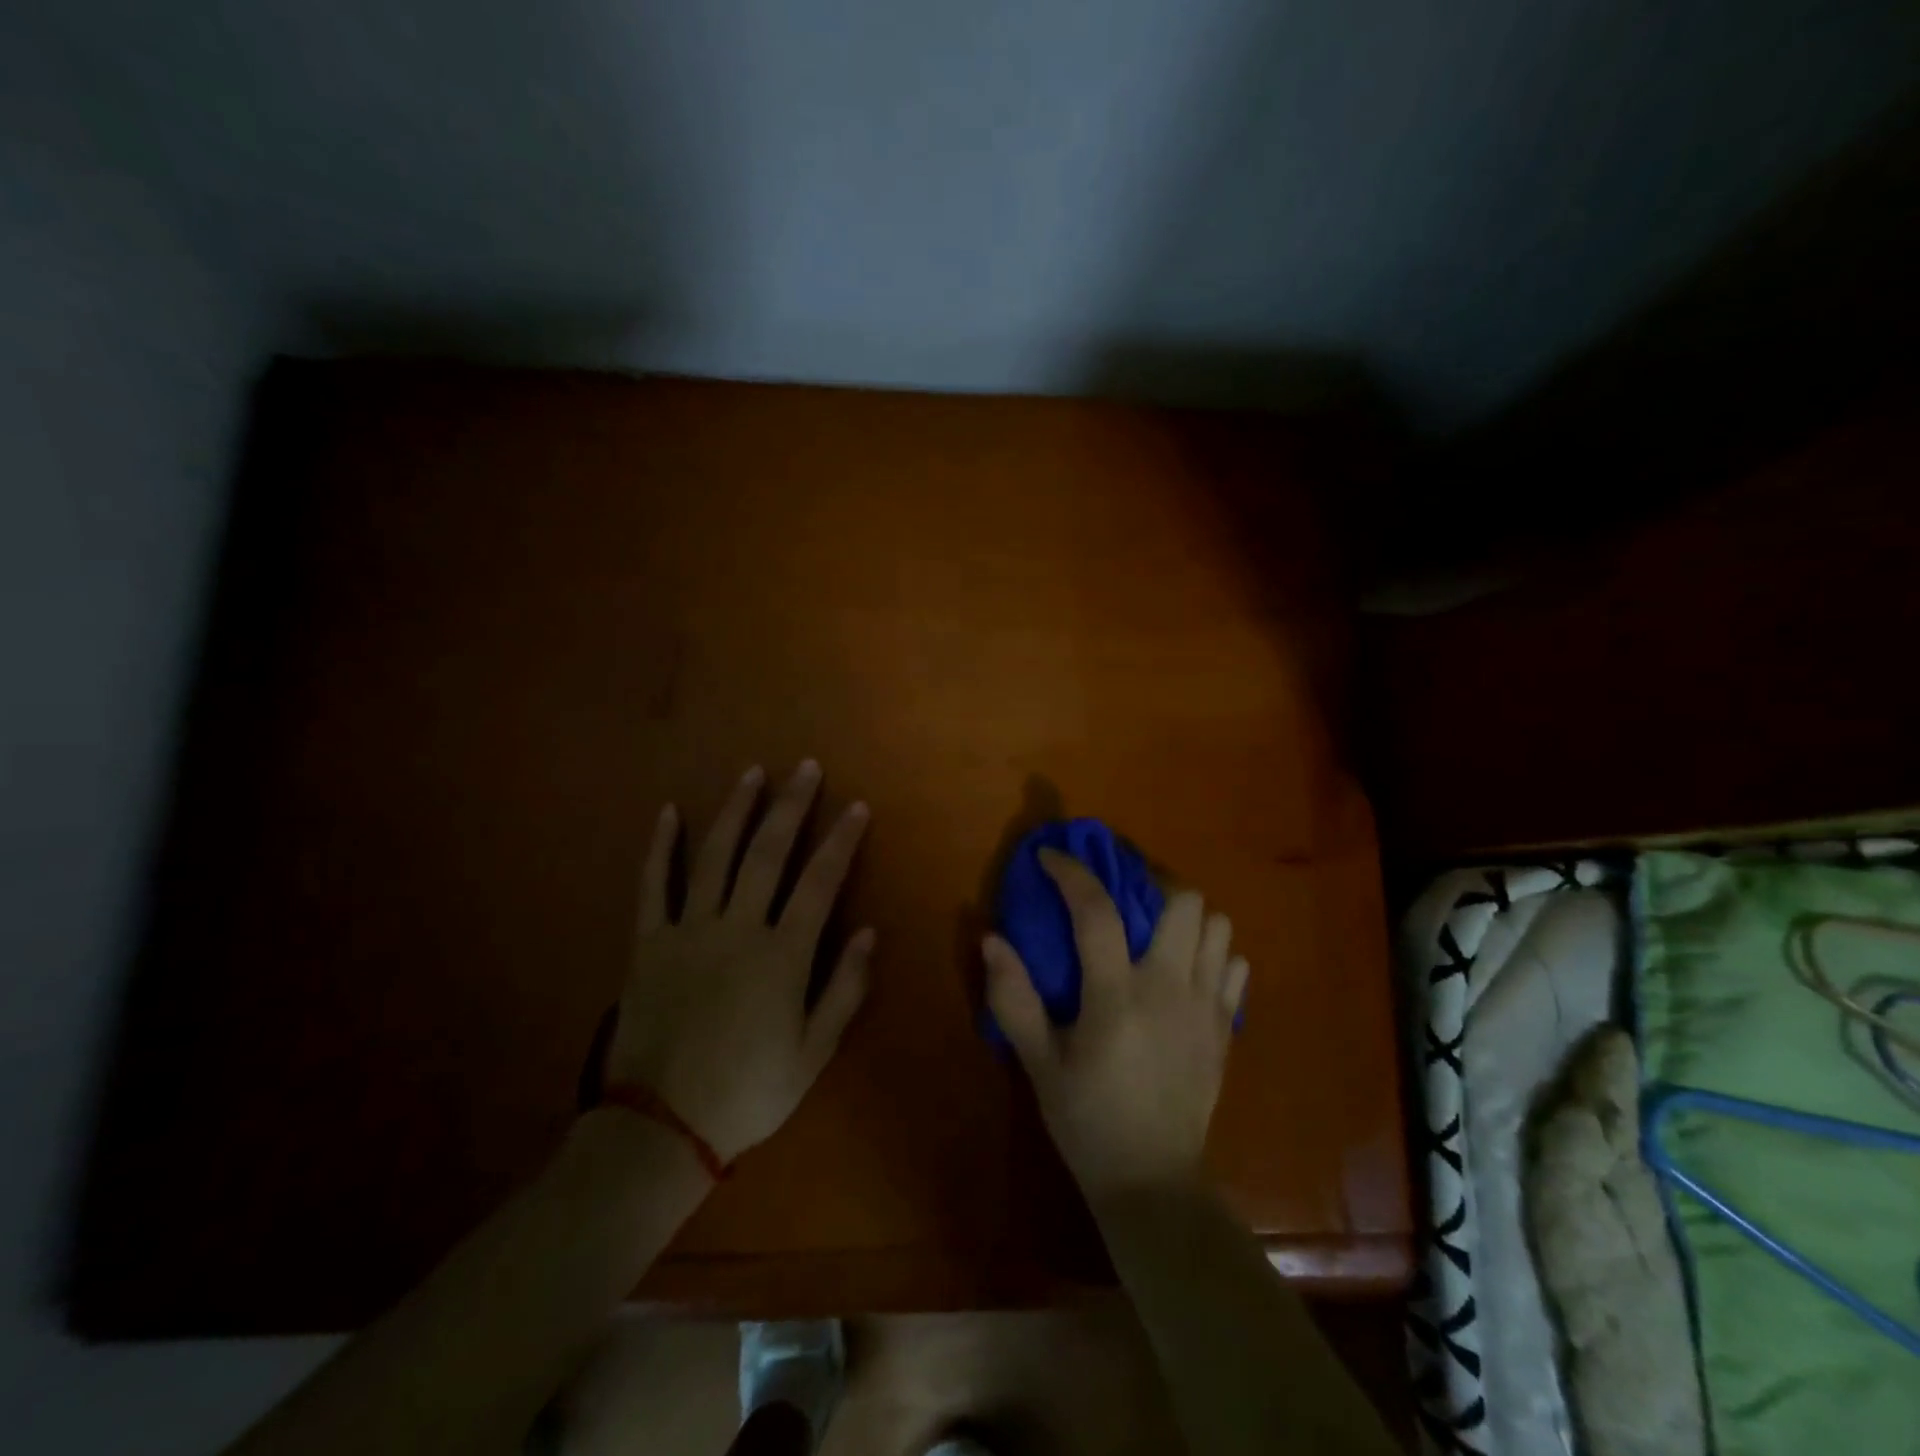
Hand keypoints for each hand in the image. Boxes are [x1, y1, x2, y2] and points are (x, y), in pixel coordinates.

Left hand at [605, 761, 872, 1162]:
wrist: (661, 1128)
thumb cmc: (748, 1092)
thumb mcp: (813, 1052)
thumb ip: (844, 988)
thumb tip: (870, 932)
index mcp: (782, 955)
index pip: (820, 882)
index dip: (841, 841)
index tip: (856, 806)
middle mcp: (738, 928)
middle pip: (768, 853)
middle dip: (791, 806)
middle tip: (806, 767)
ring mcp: (688, 930)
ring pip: (714, 856)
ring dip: (736, 810)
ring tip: (752, 773)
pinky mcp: (648, 942)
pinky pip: (653, 885)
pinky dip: (660, 847)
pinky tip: (668, 812)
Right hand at [984, 849, 1247, 1203]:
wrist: (1153, 1183)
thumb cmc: (1087, 1121)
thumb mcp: (1039, 1064)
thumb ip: (1014, 999)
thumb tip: (991, 938)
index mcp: (1116, 997)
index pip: (1096, 911)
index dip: (1072, 873)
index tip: (1049, 857)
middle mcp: (1169, 989)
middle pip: (1184, 901)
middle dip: (1150, 885)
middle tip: (1122, 897)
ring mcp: (1207, 1007)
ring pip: (1218, 926)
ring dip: (1186, 917)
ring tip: (1154, 930)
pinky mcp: (1227, 1027)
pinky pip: (1234, 965)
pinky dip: (1212, 953)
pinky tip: (1184, 970)